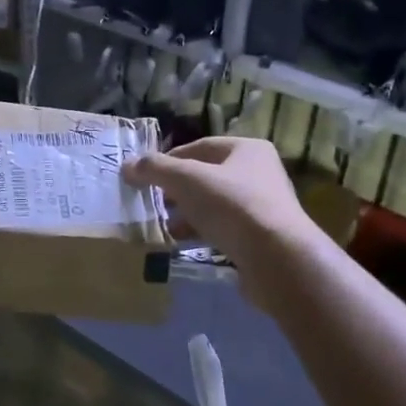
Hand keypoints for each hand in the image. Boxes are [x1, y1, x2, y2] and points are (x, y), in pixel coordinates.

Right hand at [123, 136, 321, 306]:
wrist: (277, 258)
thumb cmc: (232, 206)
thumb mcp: (186, 180)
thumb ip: (155, 169)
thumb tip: (128, 165)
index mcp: (247, 149)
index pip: (199, 147)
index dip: (169, 160)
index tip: (145, 177)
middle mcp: (259, 173)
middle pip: (207, 177)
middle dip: (177, 190)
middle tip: (152, 203)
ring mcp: (263, 207)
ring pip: (214, 205)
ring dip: (187, 214)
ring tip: (164, 227)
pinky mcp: (261, 238)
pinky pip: (224, 229)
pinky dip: (202, 233)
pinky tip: (184, 244)